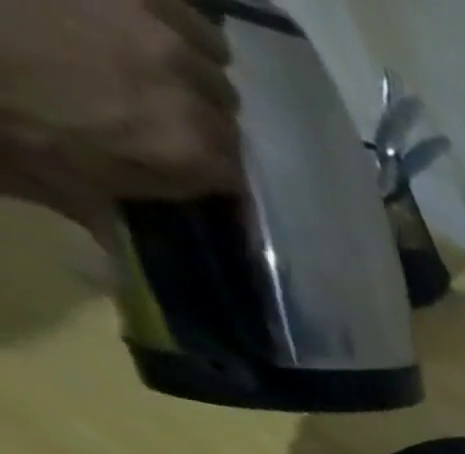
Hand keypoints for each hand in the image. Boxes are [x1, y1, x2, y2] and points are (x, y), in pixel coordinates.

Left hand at [0, 0, 241, 221]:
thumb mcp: (58, 186)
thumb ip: (111, 207)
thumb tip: (123, 247)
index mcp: (190, 153)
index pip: (235, 174)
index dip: (208, 172)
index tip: (183, 169)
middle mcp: (192, 92)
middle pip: (226, 114)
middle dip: (201, 116)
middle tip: (155, 107)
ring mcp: (155, 25)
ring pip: (212, 54)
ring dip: (190, 61)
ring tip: (149, 58)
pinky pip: (178, 5)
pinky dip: (167, 14)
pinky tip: (134, 18)